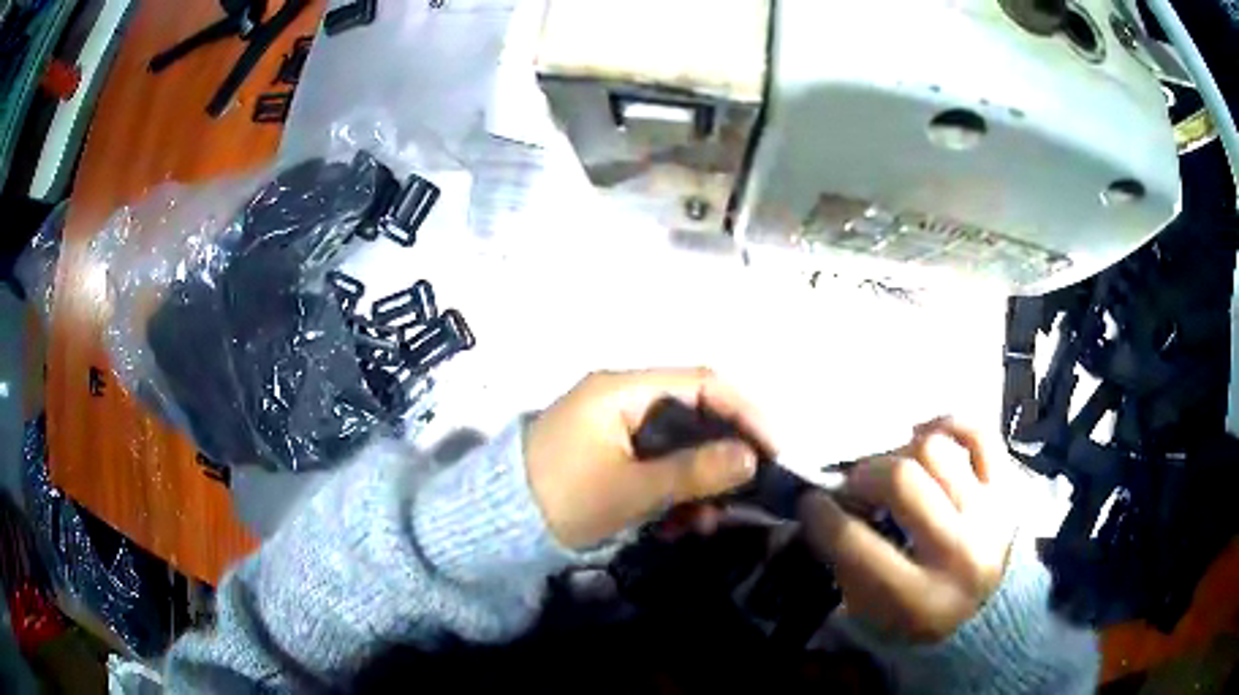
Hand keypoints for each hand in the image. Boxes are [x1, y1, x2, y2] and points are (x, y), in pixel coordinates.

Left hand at [525, 369, 772, 548]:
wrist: (497, 529)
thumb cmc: (561, 499)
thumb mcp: (632, 489)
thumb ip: (693, 471)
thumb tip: (752, 458)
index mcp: (622, 390)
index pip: (701, 382)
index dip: (744, 412)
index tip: (773, 449)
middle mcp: (621, 400)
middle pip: (693, 415)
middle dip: (723, 455)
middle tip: (746, 494)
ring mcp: (614, 429)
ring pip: (677, 446)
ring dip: (698, 482)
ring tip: (706, 523)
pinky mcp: (609, 457)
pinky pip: (655, 466)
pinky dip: (673, 492)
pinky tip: (678, 525)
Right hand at [799, 418, 1015, 641]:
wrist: (984, 614)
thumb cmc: (916, 618)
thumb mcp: (868, 613)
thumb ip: (845, 562)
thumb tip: (828, 503)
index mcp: (918, 598)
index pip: (854, 541)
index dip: (820, 514)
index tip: (810, 502)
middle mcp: (960, 553)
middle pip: (900, 479)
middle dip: (862, 475)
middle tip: (853, 486)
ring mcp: (989, 513)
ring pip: (935, 449)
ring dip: (900, 453)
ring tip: (891, 470)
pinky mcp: (1006, 487)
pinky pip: (979, 432)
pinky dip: (946, 424)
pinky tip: (924, 438)